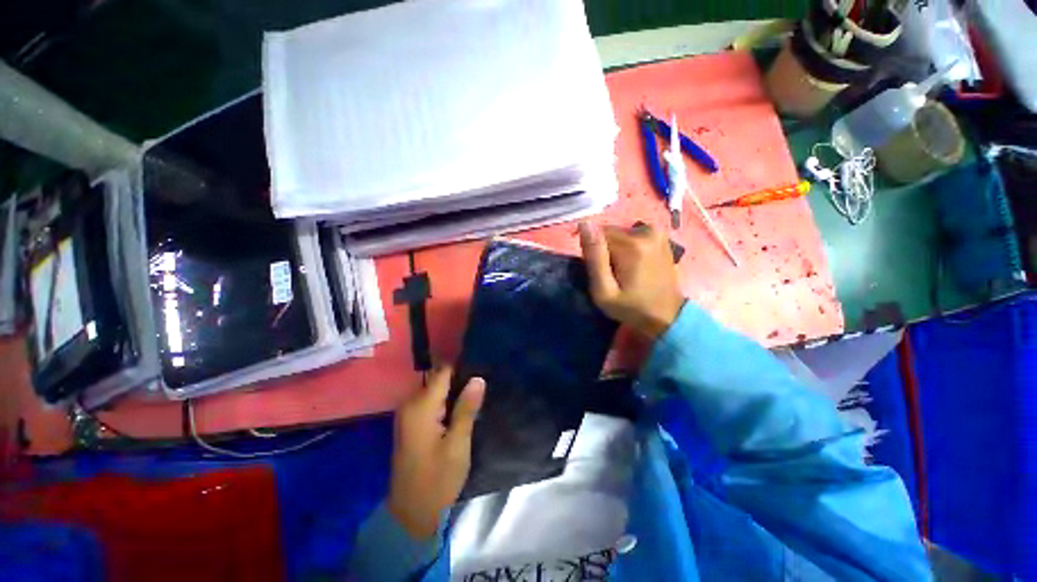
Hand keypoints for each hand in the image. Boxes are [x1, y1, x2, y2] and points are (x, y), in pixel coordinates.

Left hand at [388, 366, 484, 539]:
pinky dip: (447, 402)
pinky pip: (431, 402)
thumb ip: (466, 409)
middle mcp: (410, 404)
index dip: (463, 368)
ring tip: (477, 396)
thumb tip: (478, 378)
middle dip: (461, 380)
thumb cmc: (437, 480)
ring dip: (455, 392)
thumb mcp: (457, 444)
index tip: (483, 369)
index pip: (443, 372)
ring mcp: (408, 414)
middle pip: (439, 379)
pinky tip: (462, 409)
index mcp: (420, 406)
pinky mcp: (411, 423)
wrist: (411, 515)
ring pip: (436, 390)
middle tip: (483, 388)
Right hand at [579, 222, 685, 338]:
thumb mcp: (604, 290)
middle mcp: (646, 232)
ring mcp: (657, 233)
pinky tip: (632, 264)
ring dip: (614, 249)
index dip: (592, 252)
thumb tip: (585, 224)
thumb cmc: (631, 307)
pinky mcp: (661, 237)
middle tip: (608, 273)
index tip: (595, 270)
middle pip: (610, 232)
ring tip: (620, 270)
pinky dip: (627, 247)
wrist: (666, 315)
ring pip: (620, 234)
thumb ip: (594, 257)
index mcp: (632, 245)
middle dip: (603, 250)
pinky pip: (632, 235)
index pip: (597, 234)